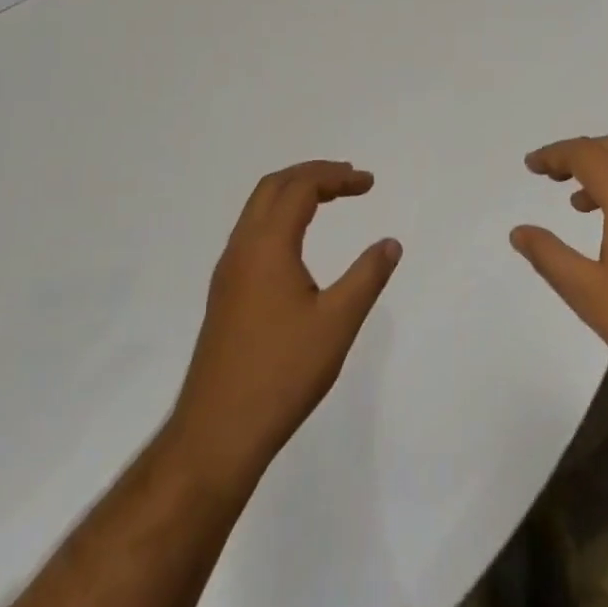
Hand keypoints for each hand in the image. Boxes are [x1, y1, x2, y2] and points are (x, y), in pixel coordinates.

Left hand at [169, 161, 401, 484]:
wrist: (217, 432)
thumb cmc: (282, 372)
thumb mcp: (337, 322)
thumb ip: (367, 276)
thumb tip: (390, 243)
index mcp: (267, 246)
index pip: (300, 187)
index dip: (336, 177)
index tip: (369, 184)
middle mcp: (241, 249)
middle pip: (273, 187)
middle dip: (313, 175)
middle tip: (350, 181)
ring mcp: (228, 273)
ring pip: (258, 210)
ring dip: (294, 194)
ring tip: (329, 200)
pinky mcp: (225, 295)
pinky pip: (252, 234)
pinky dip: (281, 218)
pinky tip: (299, 243)